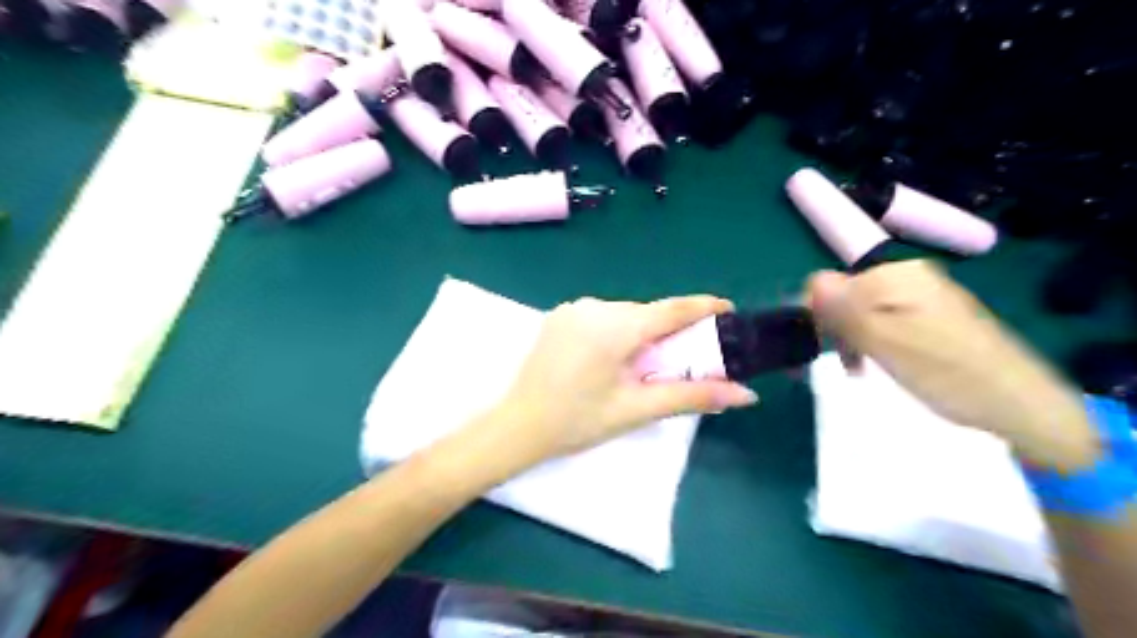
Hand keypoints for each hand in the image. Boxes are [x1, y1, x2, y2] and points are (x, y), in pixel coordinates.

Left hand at [495, 294, 752, 462]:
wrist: (517, 426)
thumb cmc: (578, 421)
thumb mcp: (637, 408)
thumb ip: (692, 396)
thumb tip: (746, 394)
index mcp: (616, 326)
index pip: (671, 309)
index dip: (704, 307)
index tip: (729, 310)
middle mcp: (595, 307)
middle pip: (647, 314)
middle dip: (670, 332)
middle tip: (687, 357)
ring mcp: (573, 309)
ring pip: (624, 315)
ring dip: (642, 334)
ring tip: (645, 366)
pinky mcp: (559, 317)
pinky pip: (602, 318)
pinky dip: (618, 332)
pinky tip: (613, 359)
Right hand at [802, 257, 1096, 468]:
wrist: (1020, 403)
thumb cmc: (945, 373)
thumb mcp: (884, 342)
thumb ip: (843, 310)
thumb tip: (808, 283)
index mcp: (893, 276)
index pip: (827, 285)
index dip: (814, 316)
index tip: (817, 350)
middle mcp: (906, 275)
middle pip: (845, 296)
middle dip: (834, 329)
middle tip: (842, 366)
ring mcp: (921, 294)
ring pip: (862, 310)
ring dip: (852, 339)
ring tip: (860, 371)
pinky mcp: (932, 314)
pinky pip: (885, 320)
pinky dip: (874, 342)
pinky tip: (880, 364)